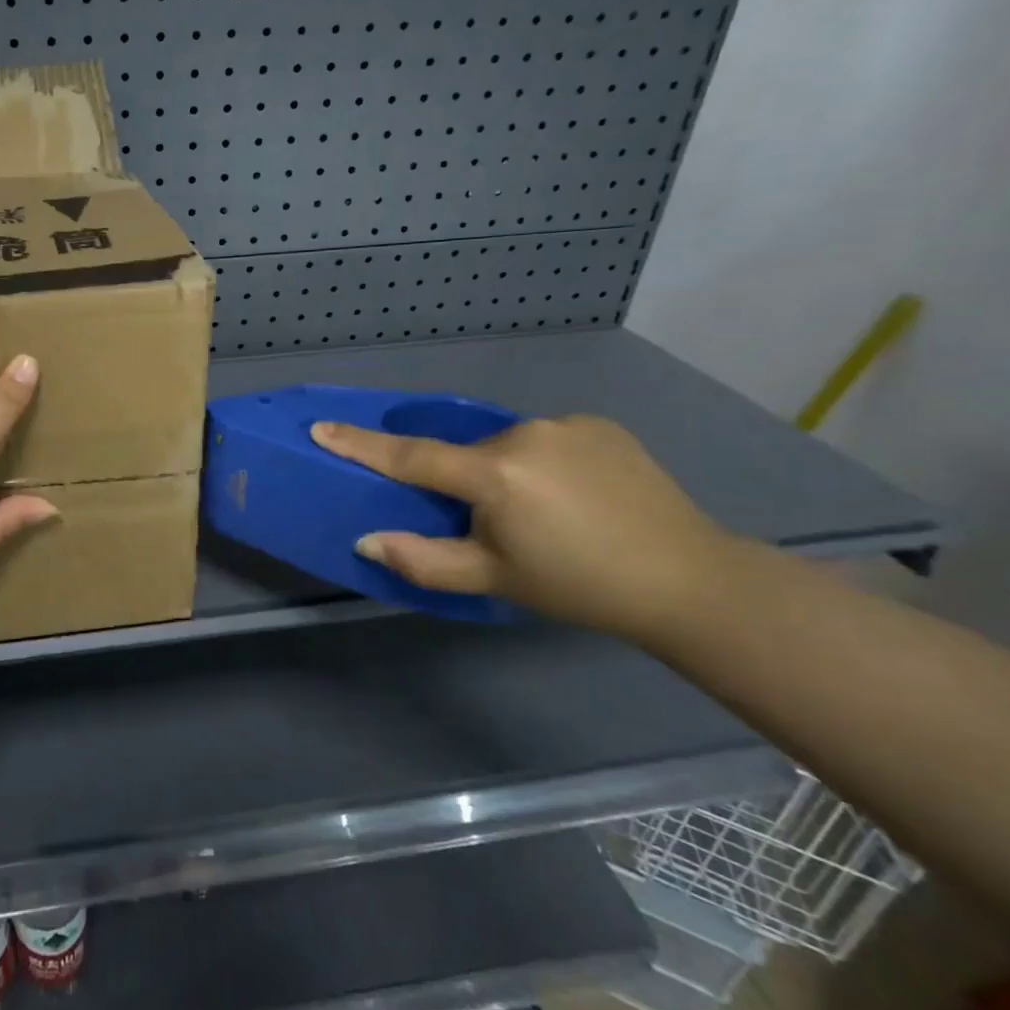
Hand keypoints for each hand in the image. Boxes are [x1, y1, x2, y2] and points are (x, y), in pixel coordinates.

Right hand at [310, 414, 739, 639]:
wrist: (688, 580)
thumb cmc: (578, 586)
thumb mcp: (493, 579)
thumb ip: (423, 560)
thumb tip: (366, 539)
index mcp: (496, 474)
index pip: (411, 457)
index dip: (361, 445)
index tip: (321, 428)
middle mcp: (525, 434)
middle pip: (465, 454)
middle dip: (463, 483)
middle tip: (492, 526)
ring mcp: (566, 424)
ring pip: (506, 446)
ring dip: (504, 472)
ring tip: (544, 515)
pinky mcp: (599, 424)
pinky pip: (545, 440)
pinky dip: (541, 463)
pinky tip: (575, 497)